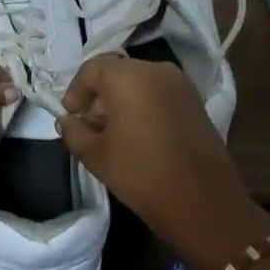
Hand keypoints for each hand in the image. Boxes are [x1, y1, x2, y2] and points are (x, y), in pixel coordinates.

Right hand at [56, 55, 269, 269]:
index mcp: (128, 76)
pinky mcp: (197, 102)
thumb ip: (74, 132)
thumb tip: (67, 121)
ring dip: (123, 101)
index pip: (92, 69)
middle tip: (90, 126)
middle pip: (118, 73)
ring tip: (114, 134)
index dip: (76, 90)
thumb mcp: (95, 155)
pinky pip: (160, 94)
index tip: (70, 115)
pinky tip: (140, 136)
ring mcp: (181, 85)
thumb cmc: (140, 172)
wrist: (201, 200)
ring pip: (141, 83)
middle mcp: (156, 70)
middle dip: (100, 96)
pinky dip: (145, 106)